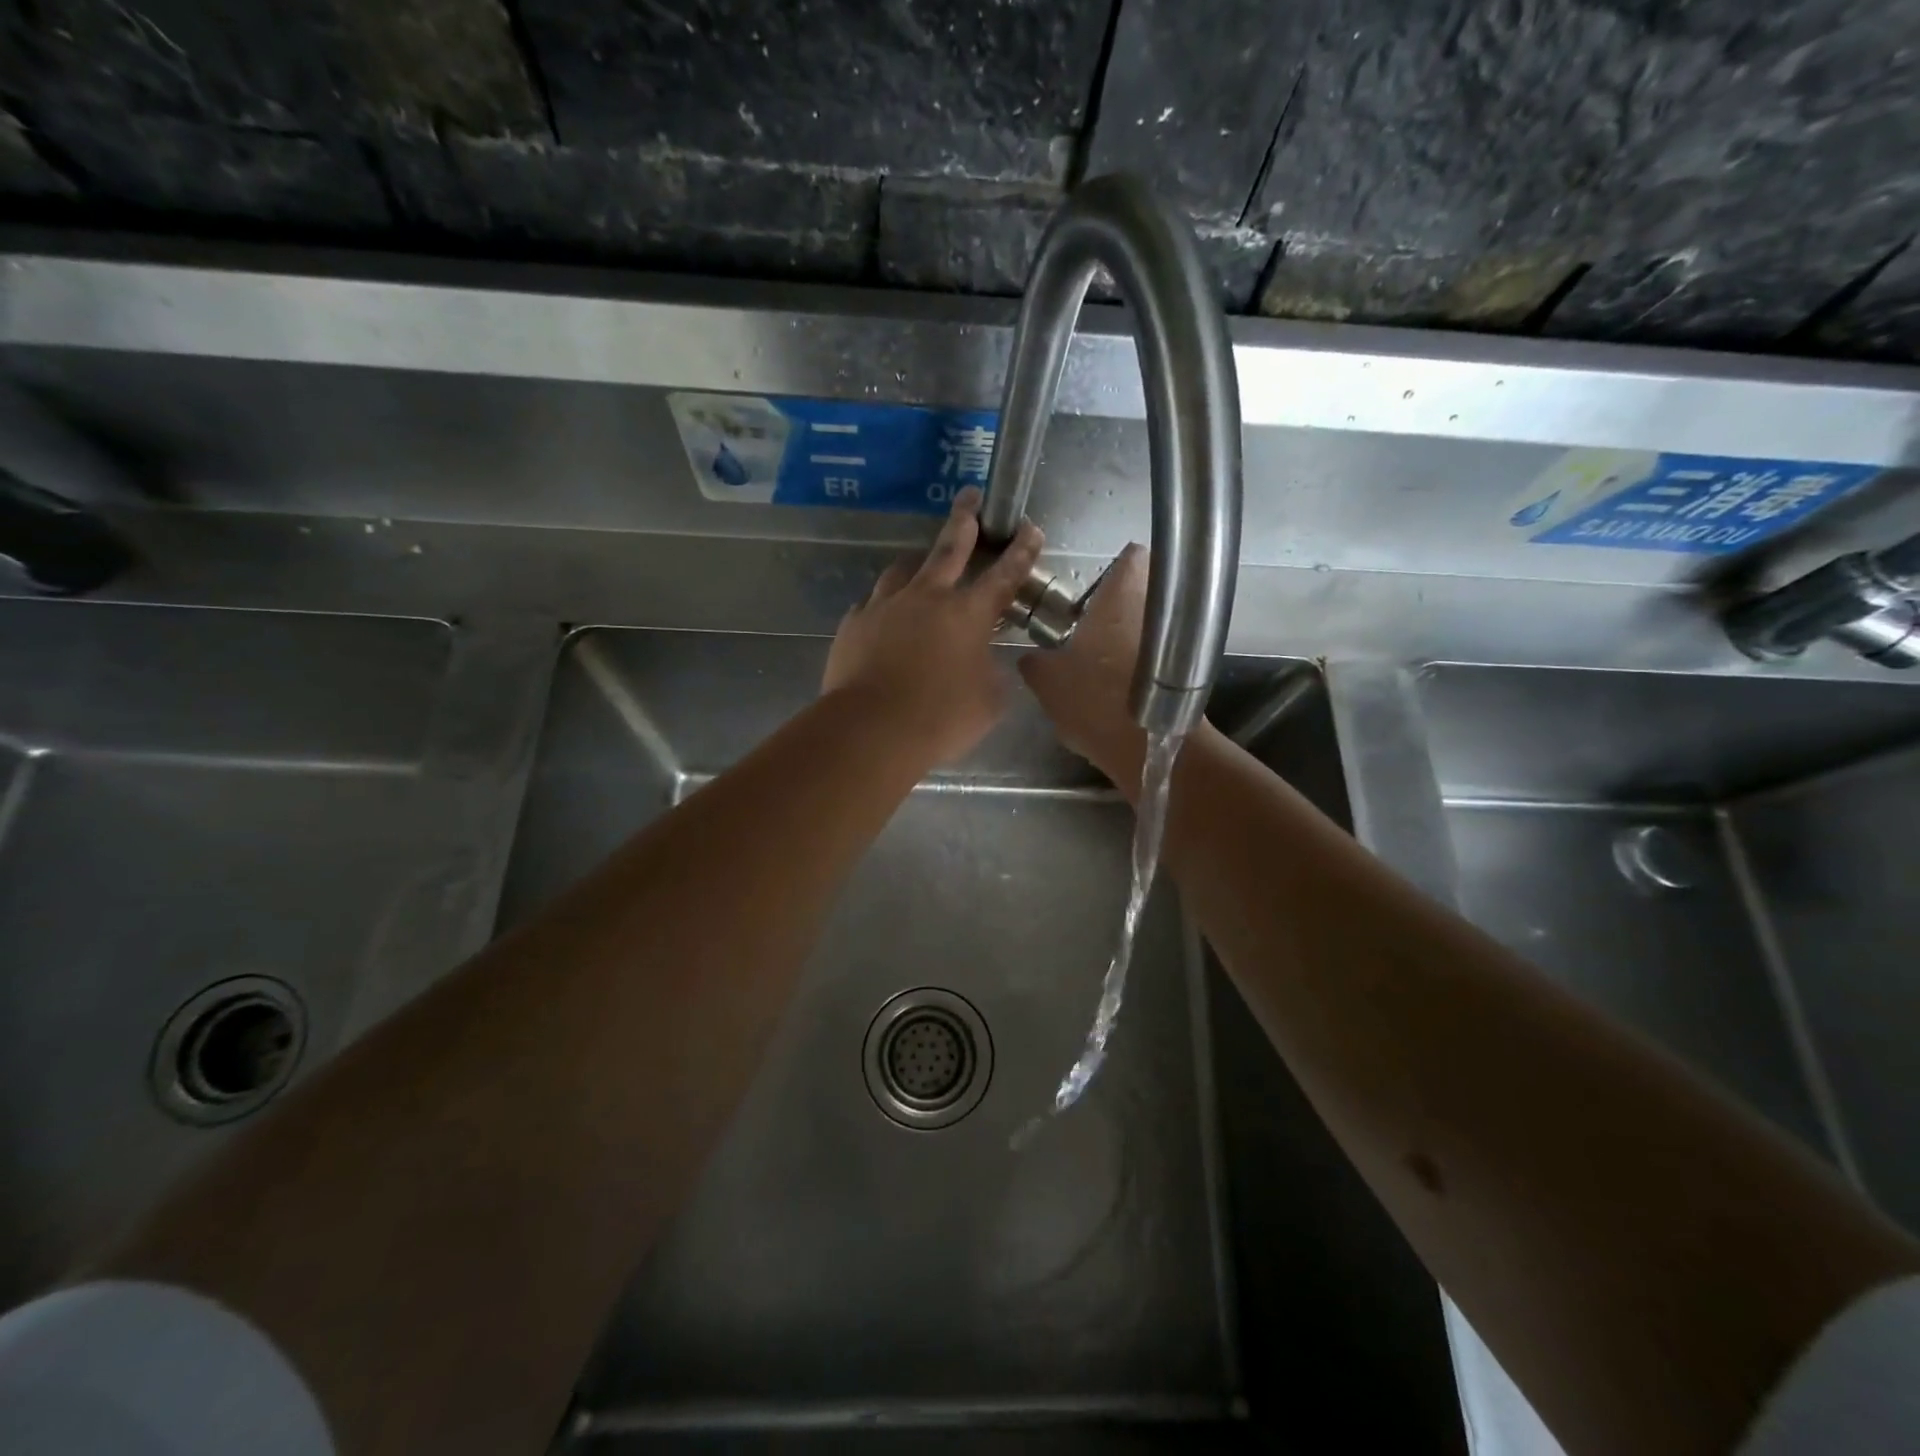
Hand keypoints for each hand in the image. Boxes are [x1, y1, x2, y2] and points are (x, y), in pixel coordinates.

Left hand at [823, 487, 1043, 767]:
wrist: (871, 728)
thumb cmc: (941, 718)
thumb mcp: (988, 702)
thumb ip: (991, 674)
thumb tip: (985, 663)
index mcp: (968, 613)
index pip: (1004, 575)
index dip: (1021, 551)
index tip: (1029, 528)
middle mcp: (927, 597)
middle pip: (949, 548)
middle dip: (964, 519)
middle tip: (969, 496)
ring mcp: (885, 606)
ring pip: (903, 570)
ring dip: (918, 563)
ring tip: (921, 564)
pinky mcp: (854, 623)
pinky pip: (872, 604)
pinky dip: (885, 605)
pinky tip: (884, 616)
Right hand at [1019, 542, 1150, 791]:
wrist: (1147, 749)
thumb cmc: (1095, 699)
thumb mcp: (1047, 680)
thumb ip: (1034, 661)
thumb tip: (1030, 657)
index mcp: (1124, 595)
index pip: (1131, 555)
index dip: (1113, 563)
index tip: (1091, 583)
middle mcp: (1155, 608)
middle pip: (1140, 590)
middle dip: (1114, 603)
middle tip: (1083, 623)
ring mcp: (1175, 641)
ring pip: (1147, 623)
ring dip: (1124, 633)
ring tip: (1093, 656)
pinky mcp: (1179, 671)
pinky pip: (1154, 653)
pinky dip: (1135, 661)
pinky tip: (1109, 682)